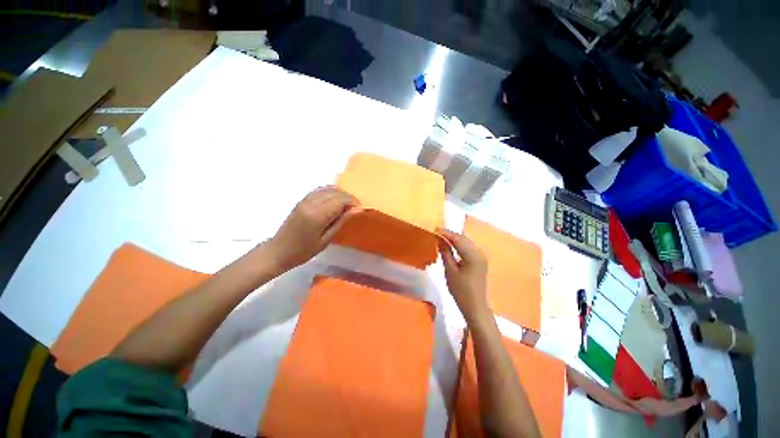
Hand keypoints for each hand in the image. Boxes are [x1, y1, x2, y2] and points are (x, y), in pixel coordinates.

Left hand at [266, 187, 358, 271]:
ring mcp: (304, 200)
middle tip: (354, 207)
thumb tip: (356, 210)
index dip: (352, 201)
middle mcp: (310, 204)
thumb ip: (341, 222)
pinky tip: (334, 200)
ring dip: (339, 194)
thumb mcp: (326, 240)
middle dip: (348, 197)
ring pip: (327, 189)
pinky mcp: (301, 201)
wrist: (279, 251)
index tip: (359, 208)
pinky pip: (319, 190)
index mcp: (317, 215)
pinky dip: (330, 192)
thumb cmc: (304, 251)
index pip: (339, 200)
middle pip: (334, 192)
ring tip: (346, 204)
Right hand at [437, 229, 490, 323]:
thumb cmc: (461, 291)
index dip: (446, 233)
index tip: (435, 229)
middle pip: (464, 239)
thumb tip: (440, 240)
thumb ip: (446, 253)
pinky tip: (451, 246)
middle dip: (450, 234)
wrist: (475, 306)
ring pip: (466, 242)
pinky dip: (459, 245)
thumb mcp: (450, 271)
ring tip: (442, 237)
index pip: (458, 239)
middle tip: (436, 232)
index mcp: (473, 256)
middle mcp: (479, 253)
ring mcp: (481, 257)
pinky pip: (468, 248)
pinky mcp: (480, 261)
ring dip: (455, 239)